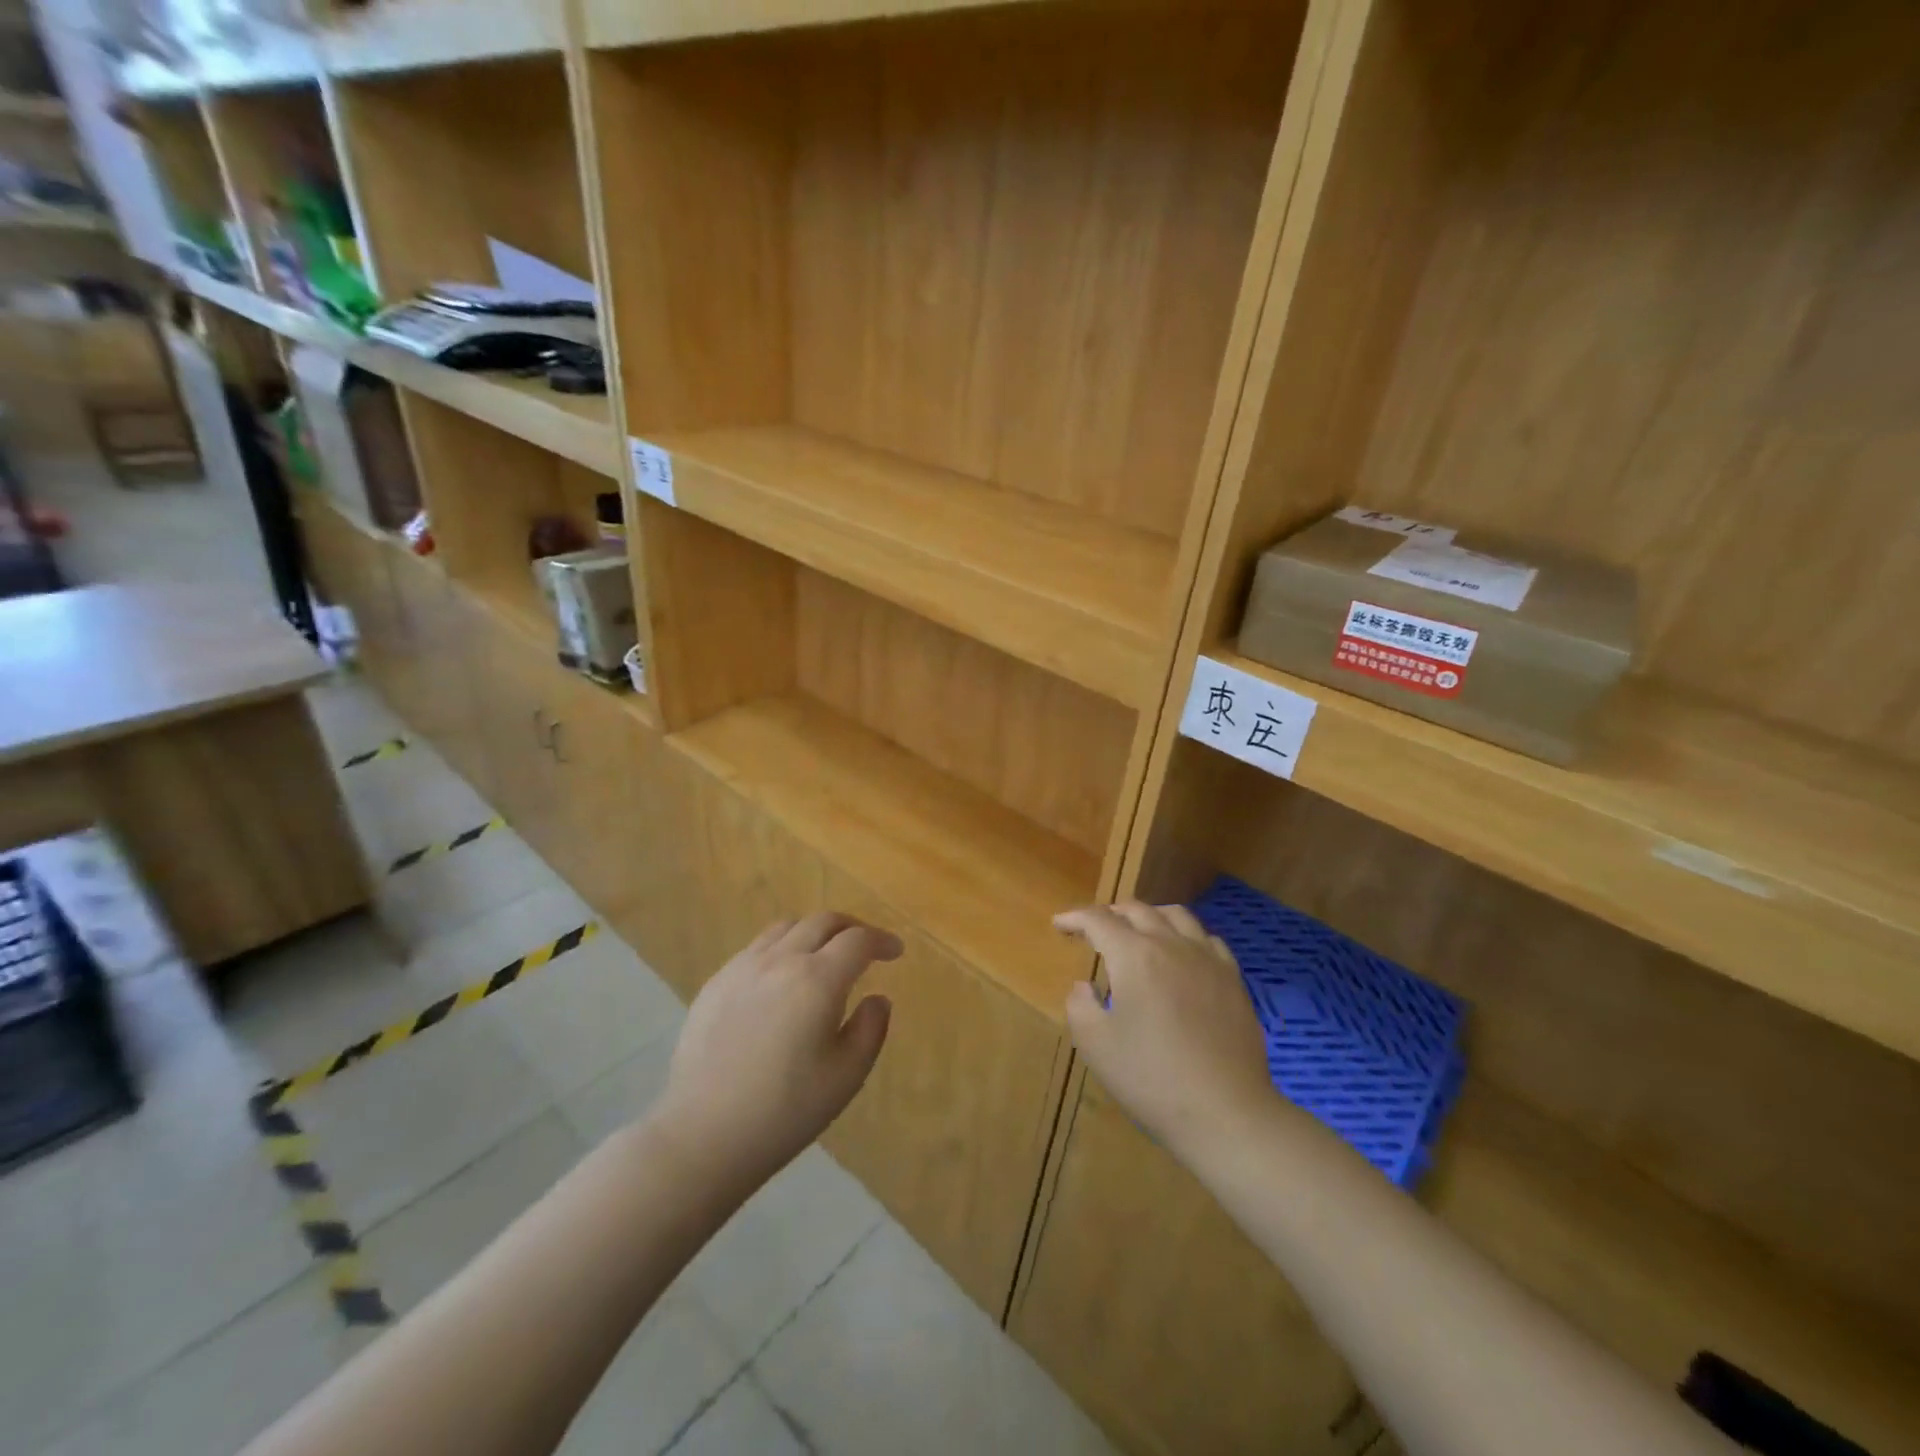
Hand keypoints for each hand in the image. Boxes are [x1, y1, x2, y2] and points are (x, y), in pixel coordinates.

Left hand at [651, 914, 902, 1190]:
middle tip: (865, 947)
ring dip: (814, 933)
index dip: (882, 940)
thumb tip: (877, 998)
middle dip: (851, 928)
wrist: (702, 1135)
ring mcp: (742, 968)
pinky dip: (781, 949)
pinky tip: (780, 981)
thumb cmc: (784, 1111)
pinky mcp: (715, 983)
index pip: (858, 941)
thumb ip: (870, 1029)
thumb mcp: (846, 1077)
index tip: (895, 952)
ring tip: (823, 957)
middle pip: (822, 922)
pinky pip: (756, 948)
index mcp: (817, 980)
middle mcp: (780, 960)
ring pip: (786, 928)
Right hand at [1055, 902, 1276, 1165]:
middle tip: (1094, 929)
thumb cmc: (1152, 1078)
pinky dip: (1185, 936)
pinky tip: (1182, 954)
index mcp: (1134, 956)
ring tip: (1138, 931)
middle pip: (1137, 910)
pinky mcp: (1233, 979)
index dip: (1075, 918)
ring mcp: (1208, 959)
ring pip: (1176, 915)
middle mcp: (1171, 945)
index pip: (1098, 920)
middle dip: (1110, 913)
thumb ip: (1079, 1006)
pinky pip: (1206, 939)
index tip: (1060, 924)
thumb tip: (1084, 986)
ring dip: (1149, 916)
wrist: (1226, 1112)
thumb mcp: (1096, 1046)